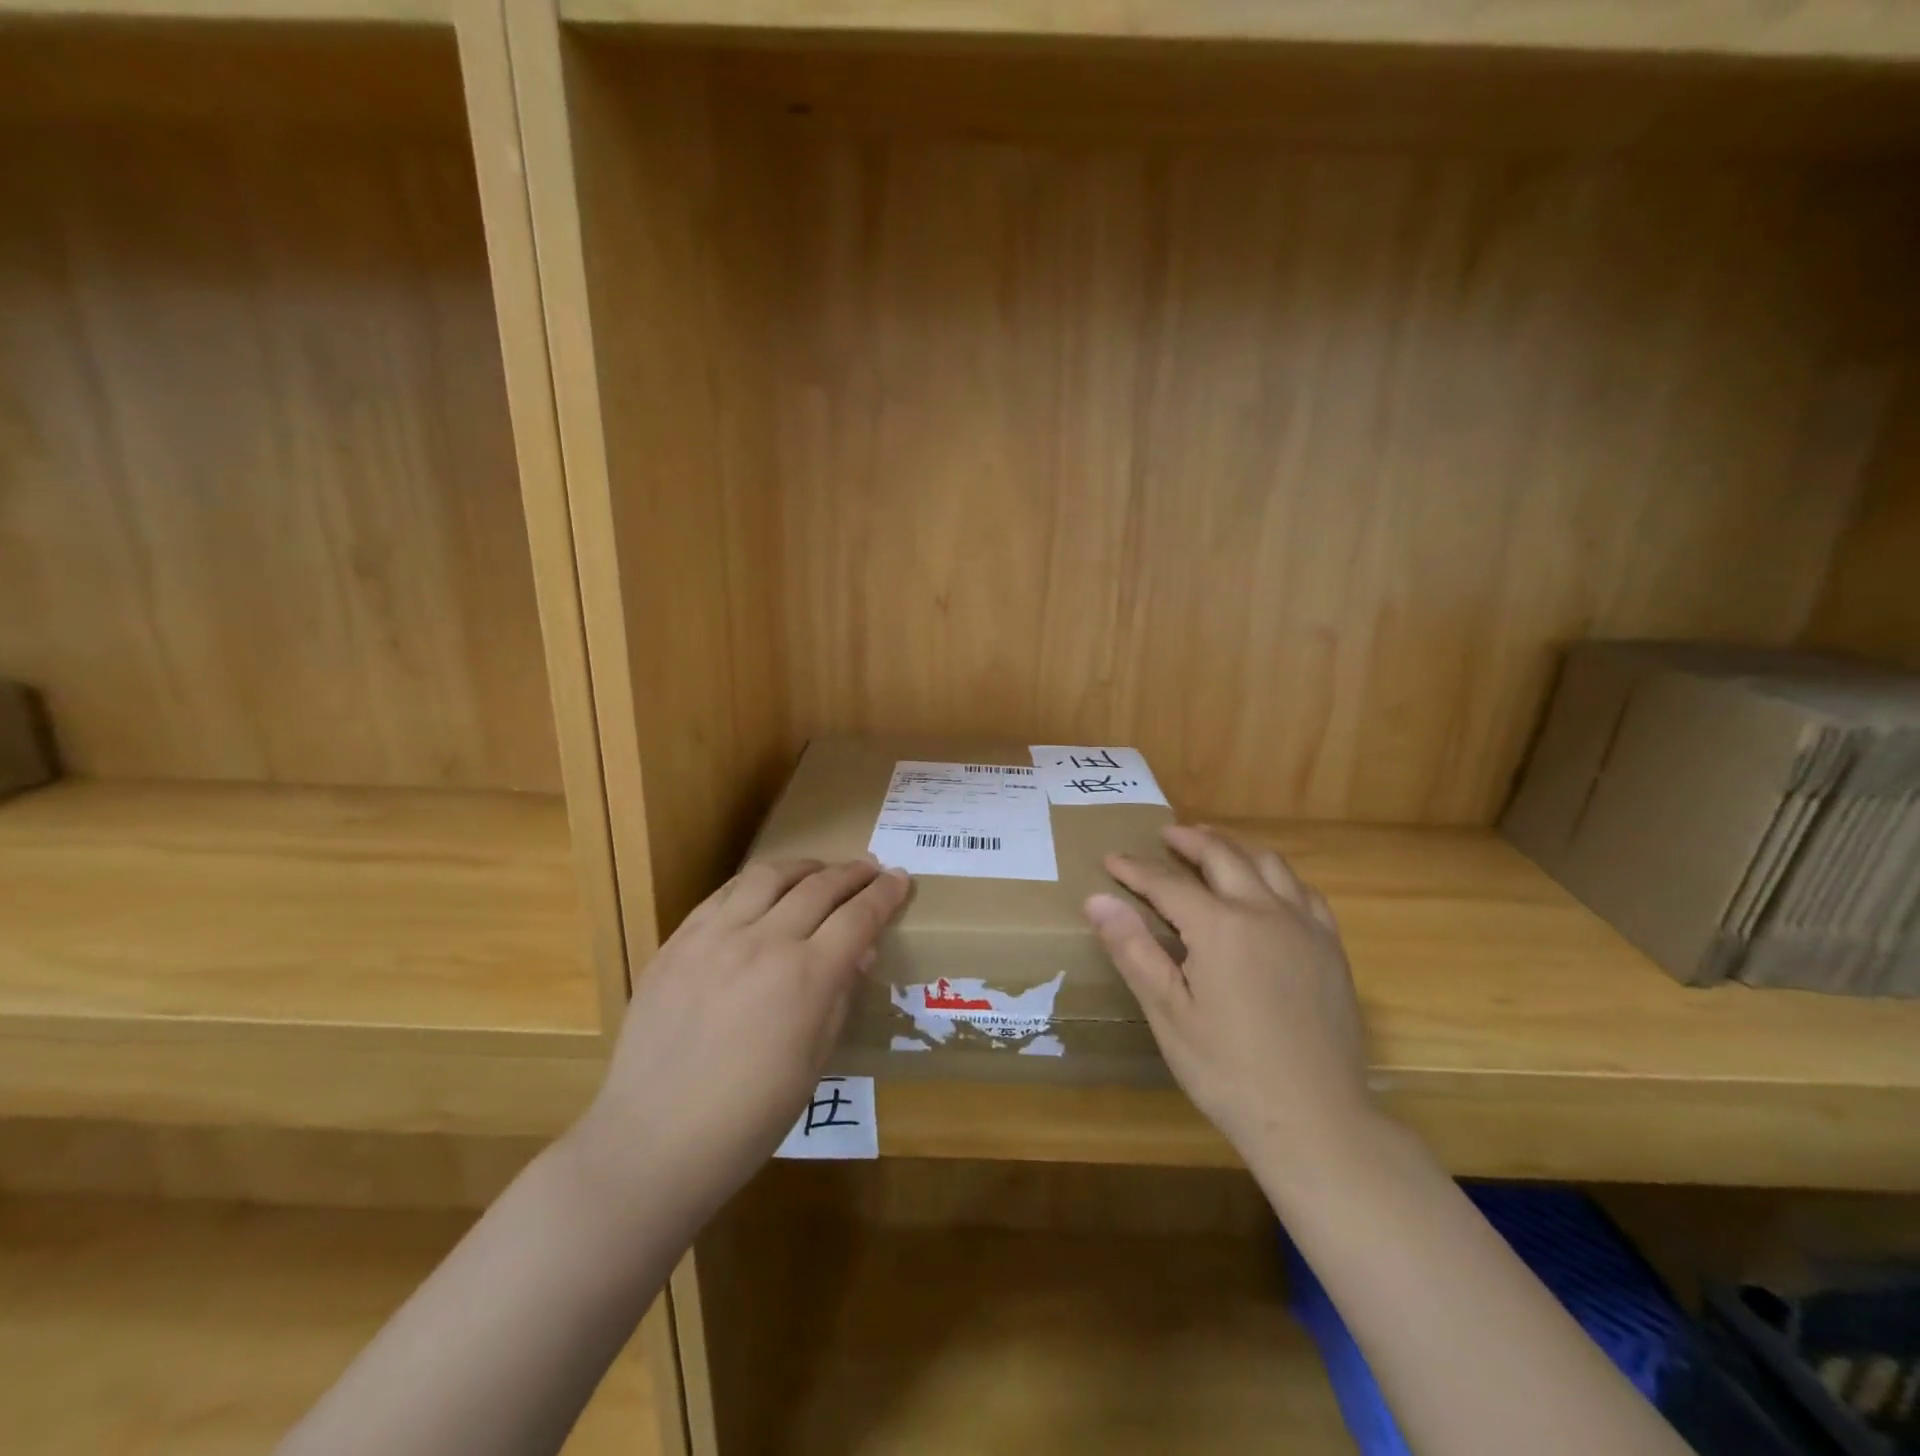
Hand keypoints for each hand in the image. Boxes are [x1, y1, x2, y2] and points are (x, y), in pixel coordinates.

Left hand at [567, 857, 909, 1226]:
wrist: (652, 1141)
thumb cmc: (749, 1118)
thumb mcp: (814, 1062)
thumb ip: (840, 996)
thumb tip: (860, 951)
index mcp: (806, 977)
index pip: (858, 916)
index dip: (885, 894)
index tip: (900, 878)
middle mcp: (764, 942)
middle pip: (820, 887)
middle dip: (853, 873)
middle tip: (871, 869)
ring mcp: (715, 937)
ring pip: (768, 876)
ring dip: (804, 867)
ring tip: (819, 872)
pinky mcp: (678, 942)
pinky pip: (723, 894)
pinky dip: (754, 884)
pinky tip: (762, 892)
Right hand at [1085, 825, 1373, 1166]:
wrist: (1317, 1120)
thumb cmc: (1228, 1071)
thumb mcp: (1168, 1014)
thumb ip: (1133, 950)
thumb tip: (1097, 900)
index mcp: (1220, 927)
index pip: (1167, 884)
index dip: (1135, 870)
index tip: (1111, 859)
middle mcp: (1265, 911)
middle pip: (1222, 857)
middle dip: (1189, 841)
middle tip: (1166, 834)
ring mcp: (1305, 927)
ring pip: (1268, 864)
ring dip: (1234, 847)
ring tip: (1212, 844)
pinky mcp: (1331, 947)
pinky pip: (1303, 891)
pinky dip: (1276, 875)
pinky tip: (1268, 885)